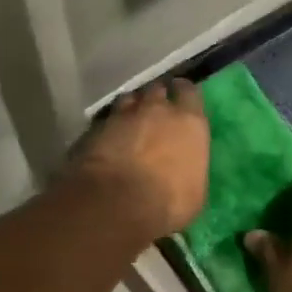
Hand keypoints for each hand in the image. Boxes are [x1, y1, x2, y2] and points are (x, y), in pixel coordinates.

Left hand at [67, 79, 209, 241]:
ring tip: (131, 118)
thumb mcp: (195, 191)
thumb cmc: (169, 201)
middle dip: (156, 97)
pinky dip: (110, 125)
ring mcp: (124, 116)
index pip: (189, 92)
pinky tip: (109, 136)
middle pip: (157, 90)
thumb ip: (190, 168)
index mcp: (189, 122)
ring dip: (132, 106)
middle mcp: (157, 110)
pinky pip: (107, 119)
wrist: (118, 202)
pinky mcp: (96, 128)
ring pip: (129, 98)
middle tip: (156, 109)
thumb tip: (184, 169)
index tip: (181, 95)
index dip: (184, 93)